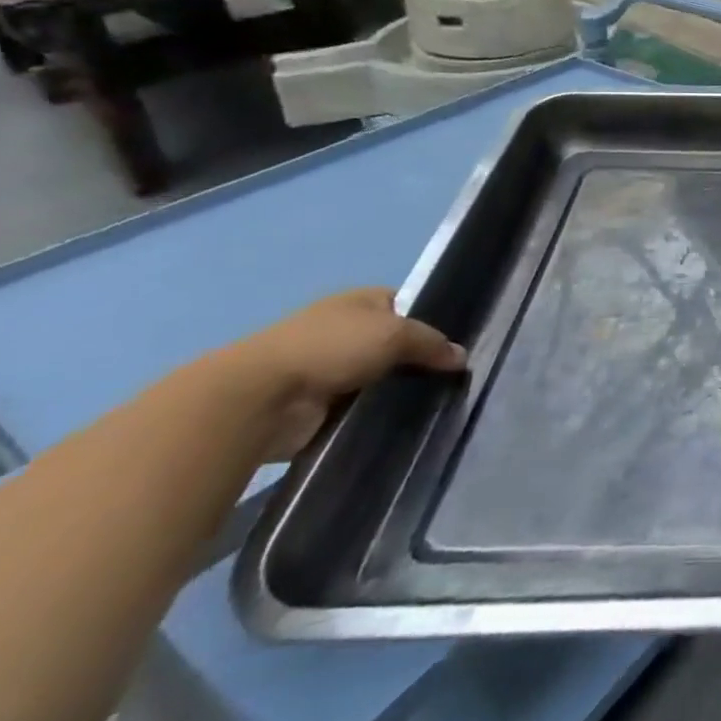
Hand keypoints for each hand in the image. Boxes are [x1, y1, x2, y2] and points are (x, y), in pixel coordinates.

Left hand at [217, 289, 464, 460]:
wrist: (260, 398)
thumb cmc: (331, 348)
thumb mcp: (396, 333)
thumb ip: (433, 343)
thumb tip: (461, 357)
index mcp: (360, 301)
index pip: (408, 305)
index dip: (433, 321)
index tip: (457, 344)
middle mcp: (346, 329)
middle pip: (396, 343)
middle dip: (420, 359)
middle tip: (454, 377)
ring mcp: (331, 368)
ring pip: (382, 377)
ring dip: (400, 388)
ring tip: (437, 401)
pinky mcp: (321, 405)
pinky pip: (363, 405)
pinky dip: (379, 412)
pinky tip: (405, 419)